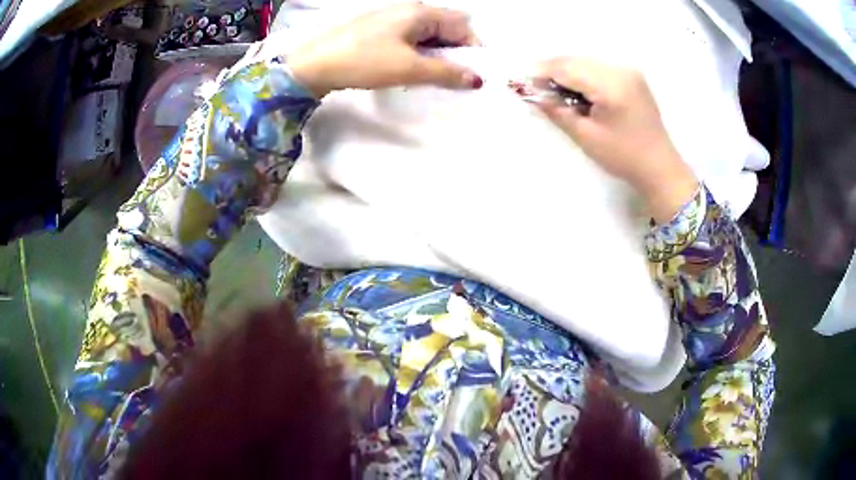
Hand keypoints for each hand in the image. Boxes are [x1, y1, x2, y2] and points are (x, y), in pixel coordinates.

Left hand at [279, 3, 481, 97]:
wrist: (313, 64)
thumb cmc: (364, 61)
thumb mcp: (409, 68)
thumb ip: (446, 73)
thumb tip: (477, 79)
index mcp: (421, 12)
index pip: (462, 25)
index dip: (473, 48)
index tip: (475, 74)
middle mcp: (410, 10)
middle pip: (446, 27)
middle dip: (456, 52)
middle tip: (455, 78)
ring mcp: (393, 18)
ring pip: (428, 34)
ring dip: (437, 54)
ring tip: (434, 77)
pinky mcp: (380, 30)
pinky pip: (411, 38)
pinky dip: (419, 53)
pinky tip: (413, 69)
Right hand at [534, 58, 698, 222]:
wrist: (660, 166)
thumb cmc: (624, 157)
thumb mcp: (586, 137)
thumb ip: (558, 111)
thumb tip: (533, 94)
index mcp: (611, 85)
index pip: (567, 68)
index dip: (543, 73)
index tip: (524, 84)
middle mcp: (621, 70)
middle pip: (576, 60)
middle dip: (554, 71)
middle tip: (539, 89)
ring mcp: (629, 70)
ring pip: (586, 61)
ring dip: (568, 72)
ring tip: (558, 92)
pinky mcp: (632, 75)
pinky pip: (599, 67)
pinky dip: (583, 74)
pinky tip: (579, 91)